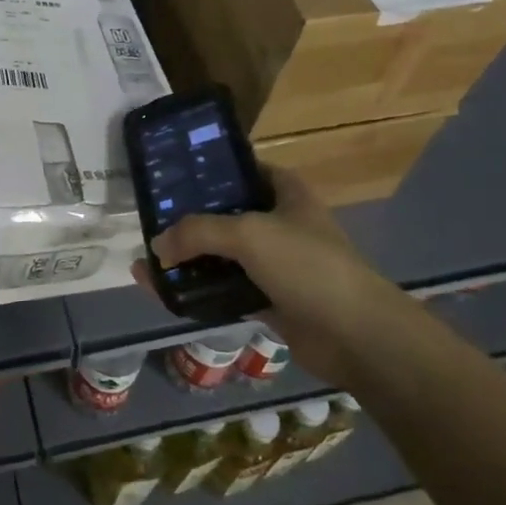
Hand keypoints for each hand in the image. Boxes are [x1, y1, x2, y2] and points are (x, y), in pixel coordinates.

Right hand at [139, 168, 395, 381]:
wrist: (355, 335)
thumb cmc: (307, 265)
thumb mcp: (248, 234)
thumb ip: (197, 232)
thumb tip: (156, 247)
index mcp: (285, 192)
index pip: (243, 169)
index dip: (211, 169)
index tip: (172, 174)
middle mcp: (280, 223)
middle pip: (227, 213)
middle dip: (190, 218)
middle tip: (151, 219)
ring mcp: (276, 264)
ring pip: (224, 255)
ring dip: (190, 259)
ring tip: (149, 260)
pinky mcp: (270, 300)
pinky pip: (226, 290)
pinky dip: (201, 291)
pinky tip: (168, 292)